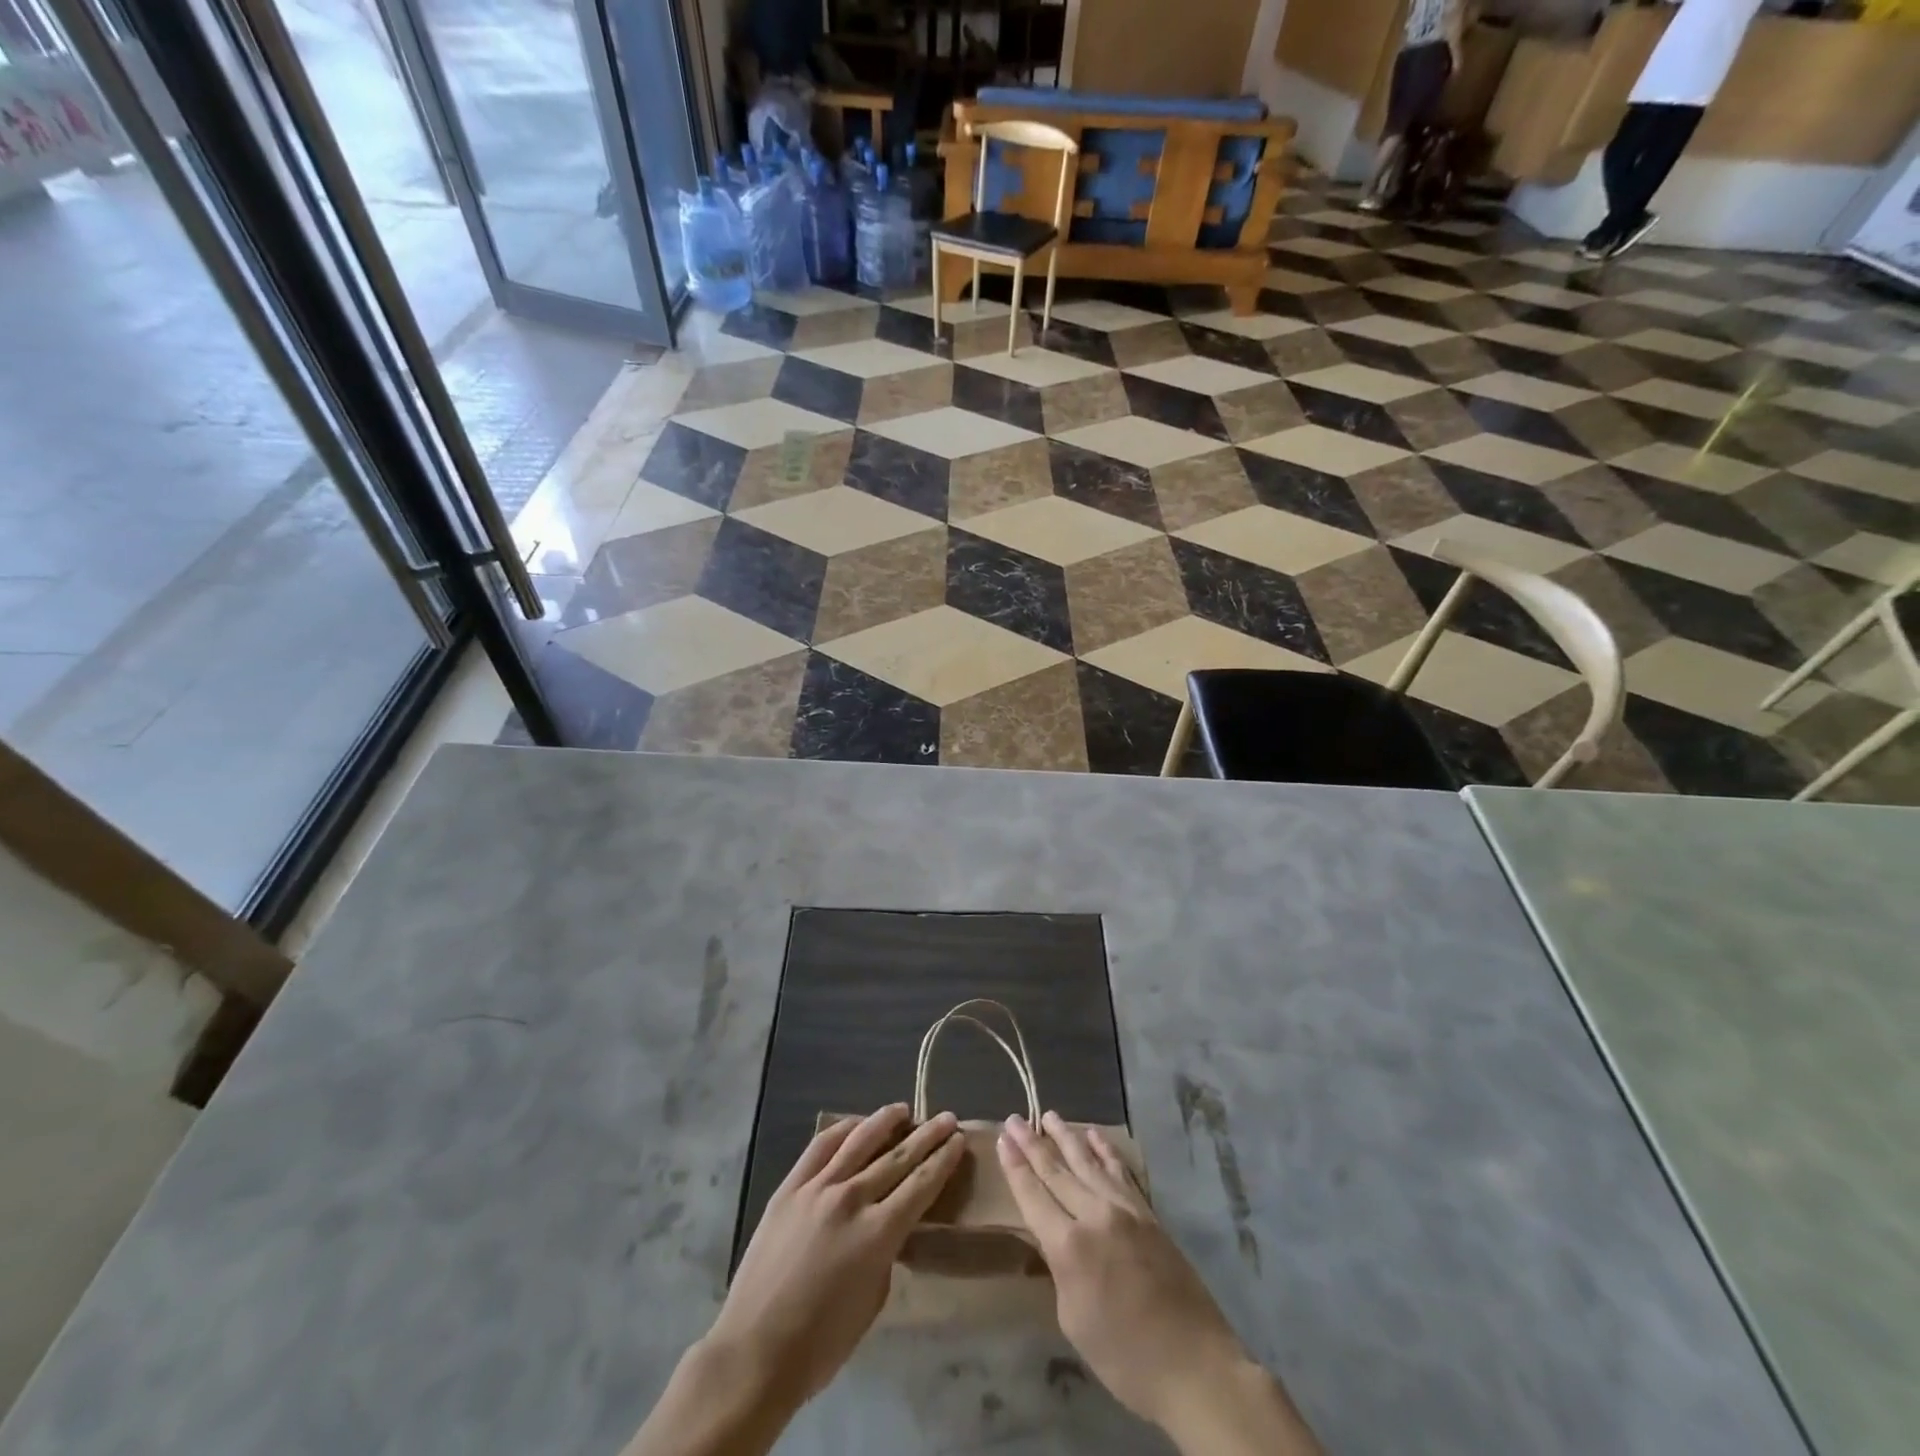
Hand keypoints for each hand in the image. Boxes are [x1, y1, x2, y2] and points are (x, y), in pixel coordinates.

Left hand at [626, 1107, 963, 1455]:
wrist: (755, 1351)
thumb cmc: (821, 1343)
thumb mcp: (873, 1300)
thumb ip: (886, 1251)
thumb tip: (889, 1223)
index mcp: (878, 1234)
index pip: (921, 1185)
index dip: (943, 1160)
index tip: (959, 1139)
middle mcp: (851, 1199)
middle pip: (898, 1156)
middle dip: (927, 1135)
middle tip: (946, 1117)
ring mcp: (817, 1188)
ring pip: (860, 1140)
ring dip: (886, 1121)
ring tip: (903, 1109)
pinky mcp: (790, 1187)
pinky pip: (821, 1146)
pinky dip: (843, 1129)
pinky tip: (857, 1124)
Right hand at [999, 1113, 1321, 1454]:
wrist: (1193, 1364)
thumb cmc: (1124, 1357)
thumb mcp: (1073, 1319)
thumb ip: (1059, 1268)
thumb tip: (1055, 1238)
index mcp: (1068, 1246)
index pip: (1033, 1195)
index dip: (1015, 1166)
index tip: (1003, 1136)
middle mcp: (1094, 1215)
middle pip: (1057, 1171)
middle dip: (1032, 1143)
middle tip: (1015, 1118)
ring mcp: (1125, 1209)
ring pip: (1088, 1162)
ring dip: (1067, 1136)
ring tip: (1050, 1116)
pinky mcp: (1148, 1213)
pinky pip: (1120, 1171)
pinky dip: (1105, 1150)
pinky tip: (1094, 1135)